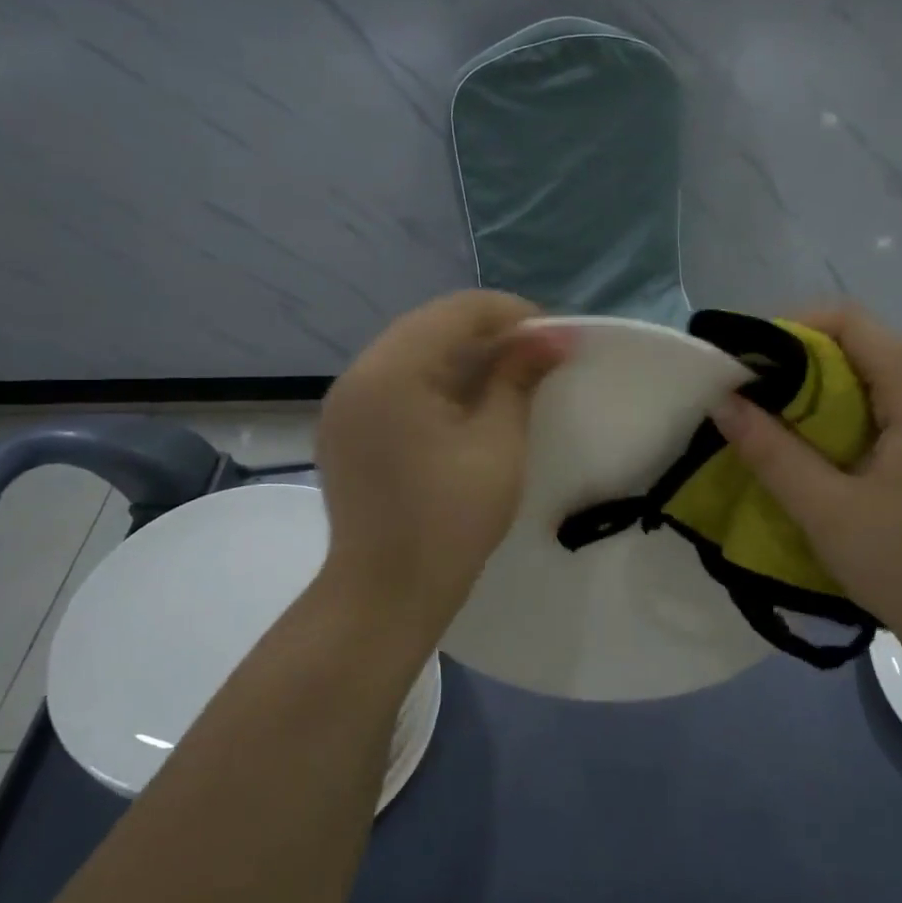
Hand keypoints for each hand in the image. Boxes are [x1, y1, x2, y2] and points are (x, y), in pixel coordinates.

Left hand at [314, 292, 568, 653]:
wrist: (386, 592)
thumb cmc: (451, 519)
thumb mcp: (498, 443)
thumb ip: (518, 378)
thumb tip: (553, 336)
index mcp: (394, 369)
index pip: (459, 310)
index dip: (514, 314)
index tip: (556, 339)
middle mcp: (359, 372)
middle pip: (432, 324)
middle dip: (489, 332)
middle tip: (538, 356)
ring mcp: (345, 401)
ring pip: (412, 350)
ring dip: (462, 354)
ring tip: (509, 377)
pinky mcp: (345, 427)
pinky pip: (395, 380)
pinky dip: (435, 379)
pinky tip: (466, 403)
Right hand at [710, 306, 901, 665]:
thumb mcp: (825, 511)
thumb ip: (771, 452)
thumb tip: (722, 400)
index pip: (855, 323)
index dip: (796, 327)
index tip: (751, 358)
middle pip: (865, 344)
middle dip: (803, 356)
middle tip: (753, 388)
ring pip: (874, 376)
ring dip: (822, 385)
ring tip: (775, 414)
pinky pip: (886, 406)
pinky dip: (843, 410)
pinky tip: (816, 444)